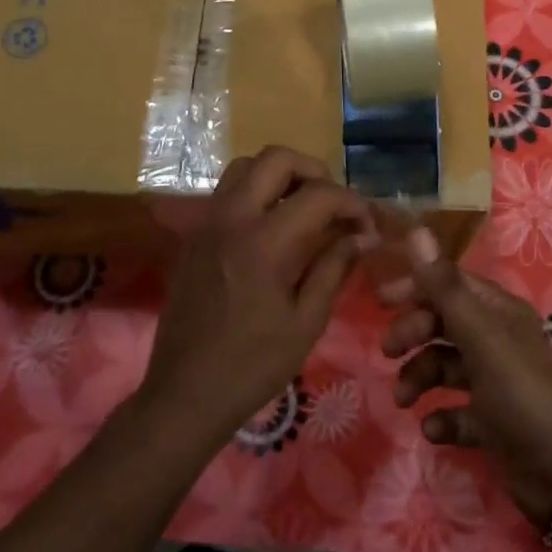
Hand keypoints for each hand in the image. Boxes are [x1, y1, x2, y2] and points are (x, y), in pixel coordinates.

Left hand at [143, 146, 370, 445]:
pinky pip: (227, 191)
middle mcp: (231, 218)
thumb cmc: (253, 366)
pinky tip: (273, 227)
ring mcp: (207, 223)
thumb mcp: (306, 322)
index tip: (366, 225)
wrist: (185, 393)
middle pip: (275, 158)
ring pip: (245, 167)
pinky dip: (256, 192)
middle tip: (333, 203)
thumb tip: (362, 235)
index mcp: (264, 242)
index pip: (317, 194)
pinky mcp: (194, 235)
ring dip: (280, 175)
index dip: (351, 202)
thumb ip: (334, 268)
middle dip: (313, 171)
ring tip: (303, 208)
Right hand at [379, 227, 551, 526]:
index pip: (451, 284)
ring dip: (419, 379)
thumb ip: (444, 287)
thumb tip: (417, 230)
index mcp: (498, 312)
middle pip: (443, 323)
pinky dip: (441, 417)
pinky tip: (434, 429)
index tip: (381, 301)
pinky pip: (455, 410)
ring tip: (404, 400)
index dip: (417, 287)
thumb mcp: (479, 336)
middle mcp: (496, 340)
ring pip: (443, 367)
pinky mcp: (491, 421)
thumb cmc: (520, 392)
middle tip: (388, 352)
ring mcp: (493, 382)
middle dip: (413, 335)